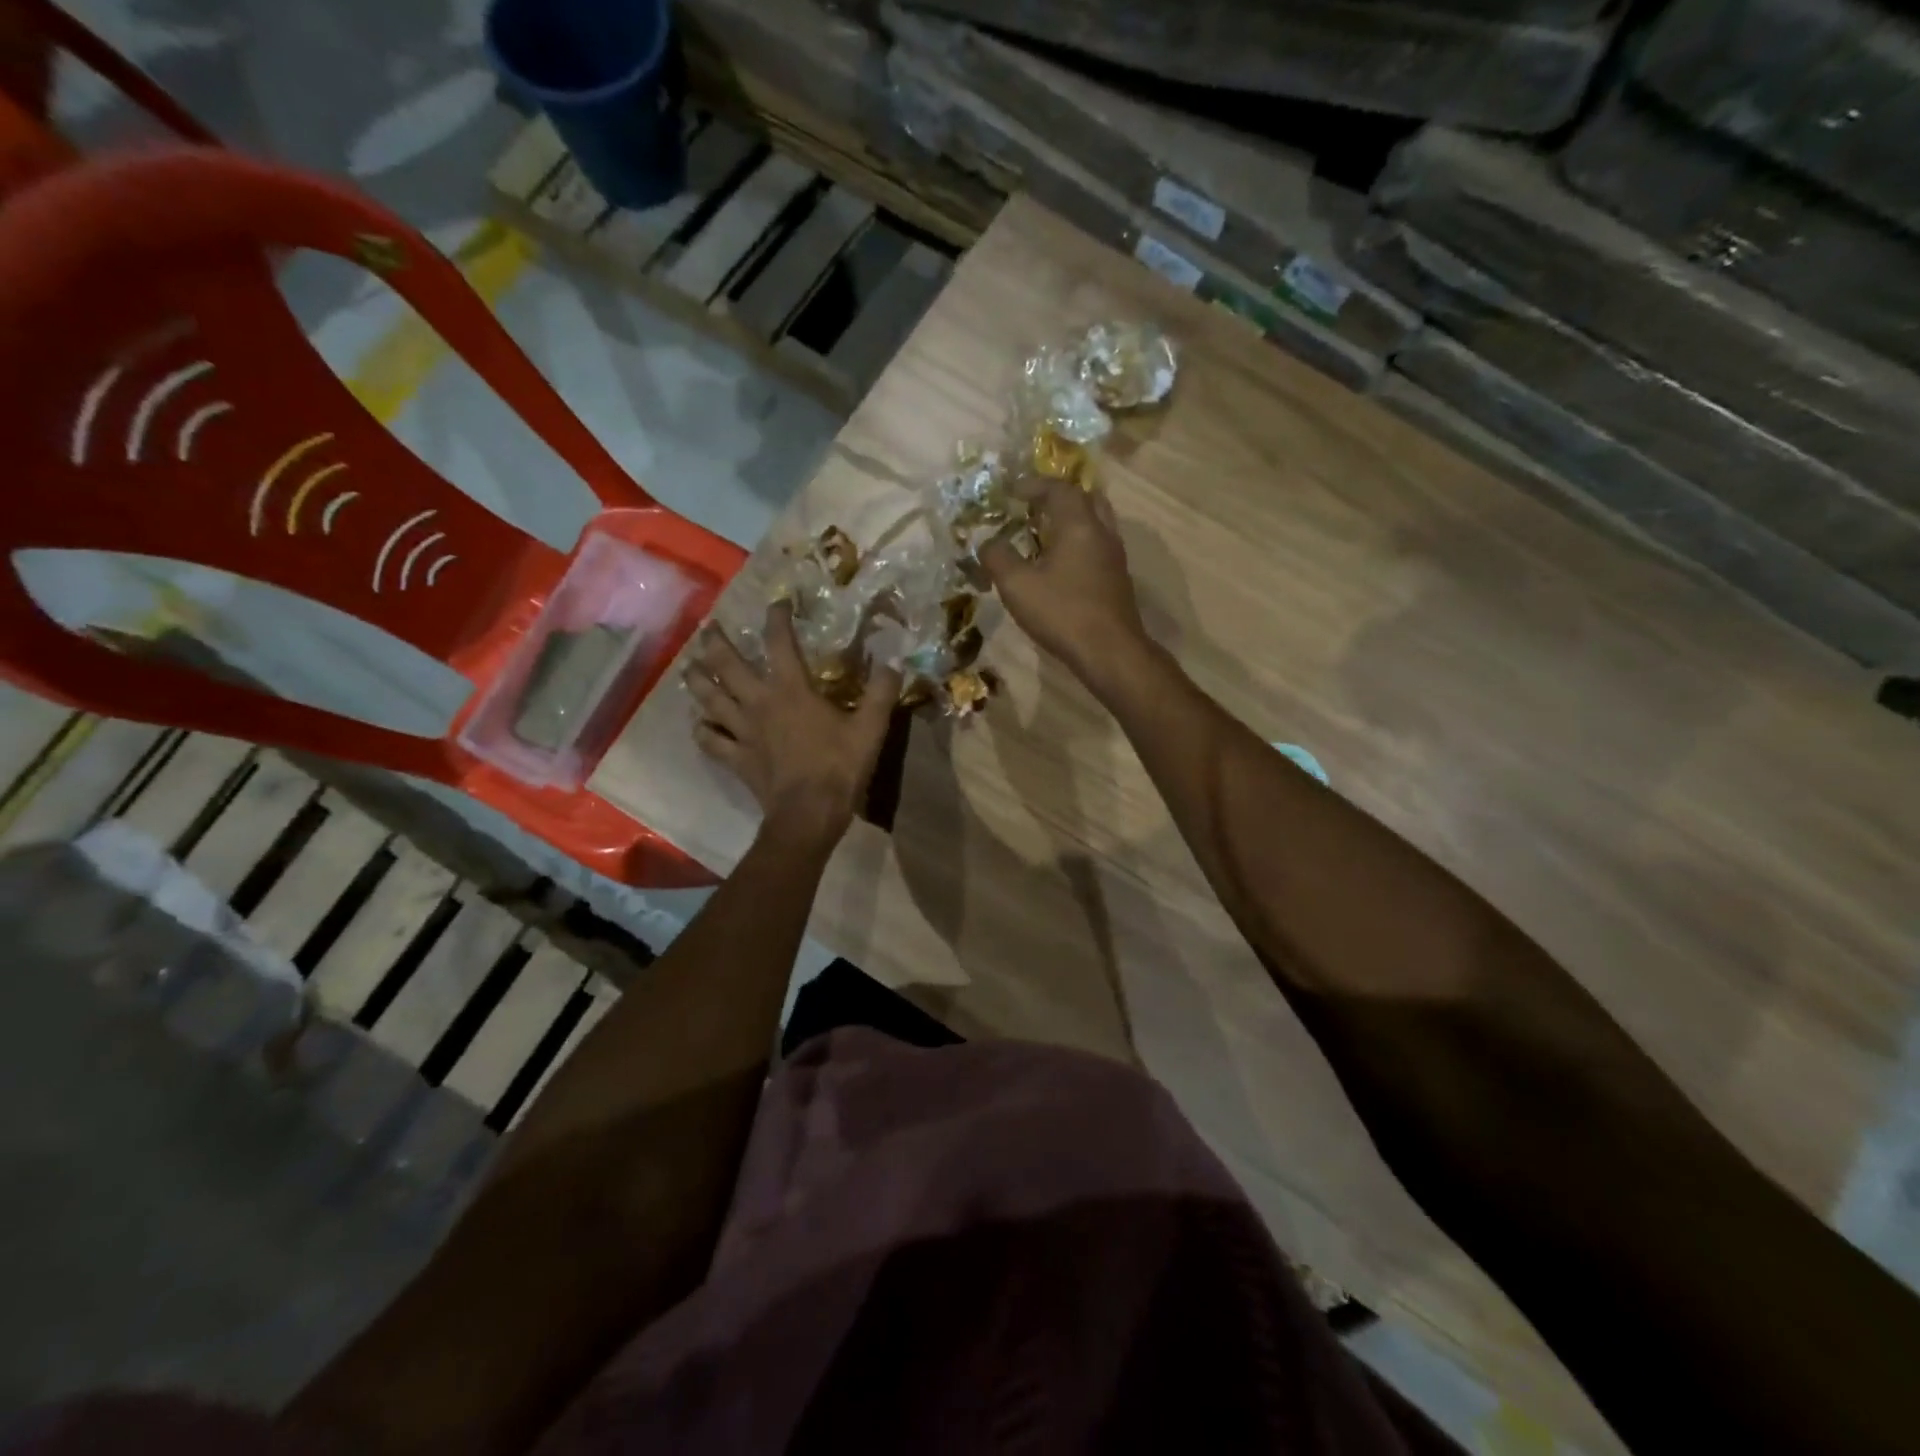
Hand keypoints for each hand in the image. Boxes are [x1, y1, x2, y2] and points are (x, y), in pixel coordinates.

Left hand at [684, 602, 901, 851]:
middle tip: (708, 628)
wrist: (809, 813)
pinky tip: (700, 724)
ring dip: (696, 680)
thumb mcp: (870, 727)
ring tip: (689, 667)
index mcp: (791, 689)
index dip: (776, 618)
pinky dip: (703, 730)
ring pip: (709, 698)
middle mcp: (759, 702)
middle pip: (726, 665)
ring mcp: (742, 731)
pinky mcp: (736, 758)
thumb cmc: (839, 767)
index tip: (777, 603)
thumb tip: (894, 661)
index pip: (779, 643)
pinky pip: (711, 740)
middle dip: (715, 642)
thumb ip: (881, 692)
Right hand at [978, 477, 1152, 687]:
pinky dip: (1078, 543)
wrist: (1110, 652)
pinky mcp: (1117, 579)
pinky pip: (1097, 546)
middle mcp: (1101, 532)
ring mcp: (1114, 556)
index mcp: (1078, 524)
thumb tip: (987, 542)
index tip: (1011, 492)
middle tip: (1032, 507)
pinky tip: (1060, 564)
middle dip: (1057, 498)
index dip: (1033, 485)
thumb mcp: (1017, 585)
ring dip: (1070, 521)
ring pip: (1094, 523)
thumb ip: (998, 557)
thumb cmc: (1062, 613)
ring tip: (1043, 534)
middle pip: (1084, 499)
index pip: (1058, 489)